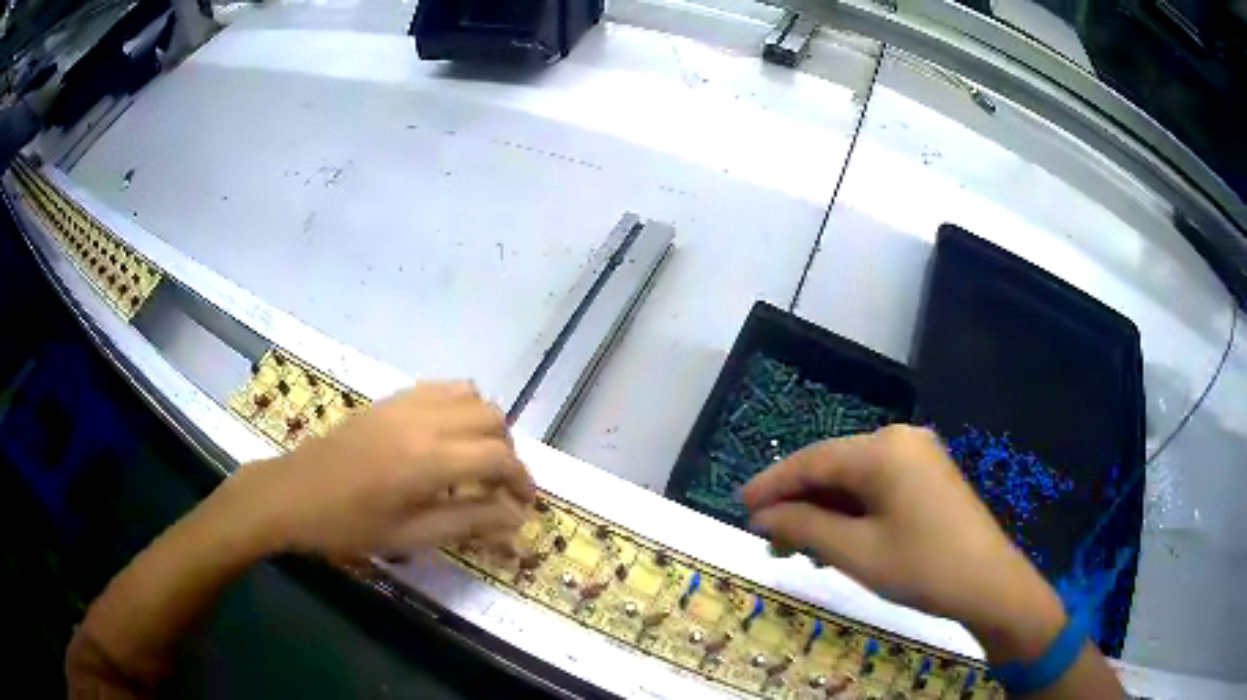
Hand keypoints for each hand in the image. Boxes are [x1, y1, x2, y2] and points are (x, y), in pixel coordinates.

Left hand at [224, 382, 535, 558]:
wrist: (293, 493)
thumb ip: (468, 523)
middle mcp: (424, 421)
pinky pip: (442, 388)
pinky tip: (446, 438)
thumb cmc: (348, 525)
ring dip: (486, 426)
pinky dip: (460, 408)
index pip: (498, 458)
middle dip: (508, 452)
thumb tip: (515, 519)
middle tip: (499, 486)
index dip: (521, 481)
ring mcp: (405, 403)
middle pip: (493, 419)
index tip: (525, 505)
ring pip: (471, 396)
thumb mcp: (409, 536)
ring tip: (476, 459)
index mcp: (428, 461)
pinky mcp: (390, 399)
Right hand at [741, 425, 1064, 661]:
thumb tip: (762, 517)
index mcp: (883, 449)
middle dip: (798, 502)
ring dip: (823, 510)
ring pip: (854, 479)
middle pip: (833, 466)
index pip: (812, 460)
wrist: (989, 583)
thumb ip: (803, 527)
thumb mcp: (855, 552)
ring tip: (797, 547)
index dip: (772, 484)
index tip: (739, 506)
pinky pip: (877, 486)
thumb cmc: (922, 566)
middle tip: (767, 538)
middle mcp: (900, 439)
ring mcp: (918, 456)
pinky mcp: (929, 476)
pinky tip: (836, 539)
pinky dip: (851, 511)